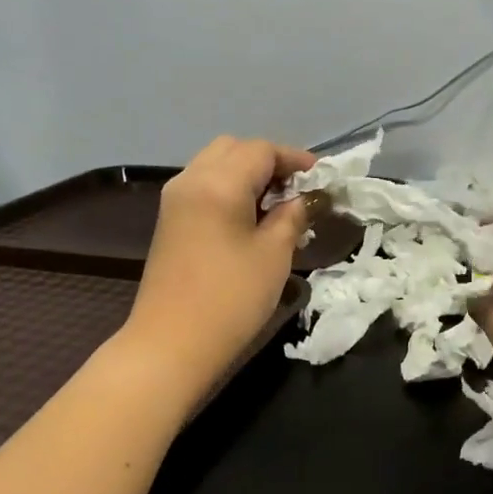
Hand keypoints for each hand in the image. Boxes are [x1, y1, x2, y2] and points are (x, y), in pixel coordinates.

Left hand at [122, 136, 317, 405]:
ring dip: (247, 175)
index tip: (322, 178)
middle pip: (233, 149)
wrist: (172, 344)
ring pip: (215, 166)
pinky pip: (203, 187)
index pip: (261, 150)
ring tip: (277, 205)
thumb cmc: (230, 298)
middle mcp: (190, 180)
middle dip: (268, 162)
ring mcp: (175, 201)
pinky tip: (249, 218)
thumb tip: (304, 198)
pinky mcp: (169, 222)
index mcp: (218, 182)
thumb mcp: (273, 255)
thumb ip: (292, 216)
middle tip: (297, 190)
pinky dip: (229, 190)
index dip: (295, 159)